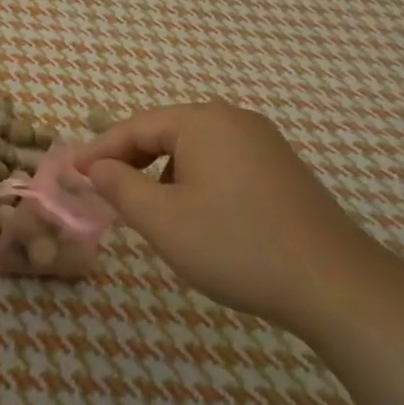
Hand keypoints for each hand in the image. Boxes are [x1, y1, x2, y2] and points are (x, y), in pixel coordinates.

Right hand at [69, 102, 393, 334]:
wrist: (334, 284)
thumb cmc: (236, 246)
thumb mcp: (163, 220)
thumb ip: (119, 186)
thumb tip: (95, 166)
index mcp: (203, 122)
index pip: (135, 127)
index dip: (98, 151)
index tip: (70, 173)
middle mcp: (234, 120)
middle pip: (165, 132)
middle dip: (129, 160)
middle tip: (100, 189)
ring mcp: (263, 143)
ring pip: (193, 148)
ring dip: (161, 172)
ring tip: (144, 207)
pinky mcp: (280, 168)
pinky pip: (220, 162)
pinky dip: (193, 179)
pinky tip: (192, 213)